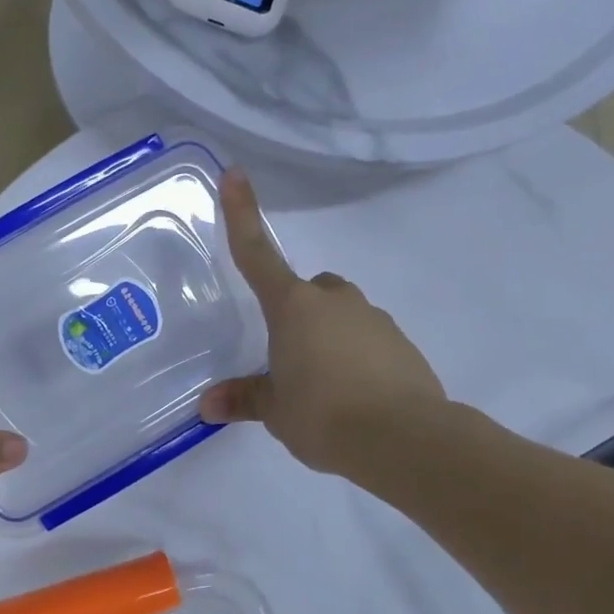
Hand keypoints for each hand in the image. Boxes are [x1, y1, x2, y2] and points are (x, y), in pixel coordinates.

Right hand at [200, 168, 447, 479]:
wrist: (405, 440)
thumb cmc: (323, 415)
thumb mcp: (275, 411)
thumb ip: (245, 399)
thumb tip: (207, 406)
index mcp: (292, 307)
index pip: (257, 254)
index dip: (242, 214)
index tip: (235, 173)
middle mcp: (334, 301)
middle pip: (310, 288)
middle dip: (297, 309)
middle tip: (288, 352)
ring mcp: (373, 319)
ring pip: (342, 314)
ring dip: (328, 336)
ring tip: (323, 386)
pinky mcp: (403, 345)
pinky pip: (369, 340)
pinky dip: (357, 357)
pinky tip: (353, 396)